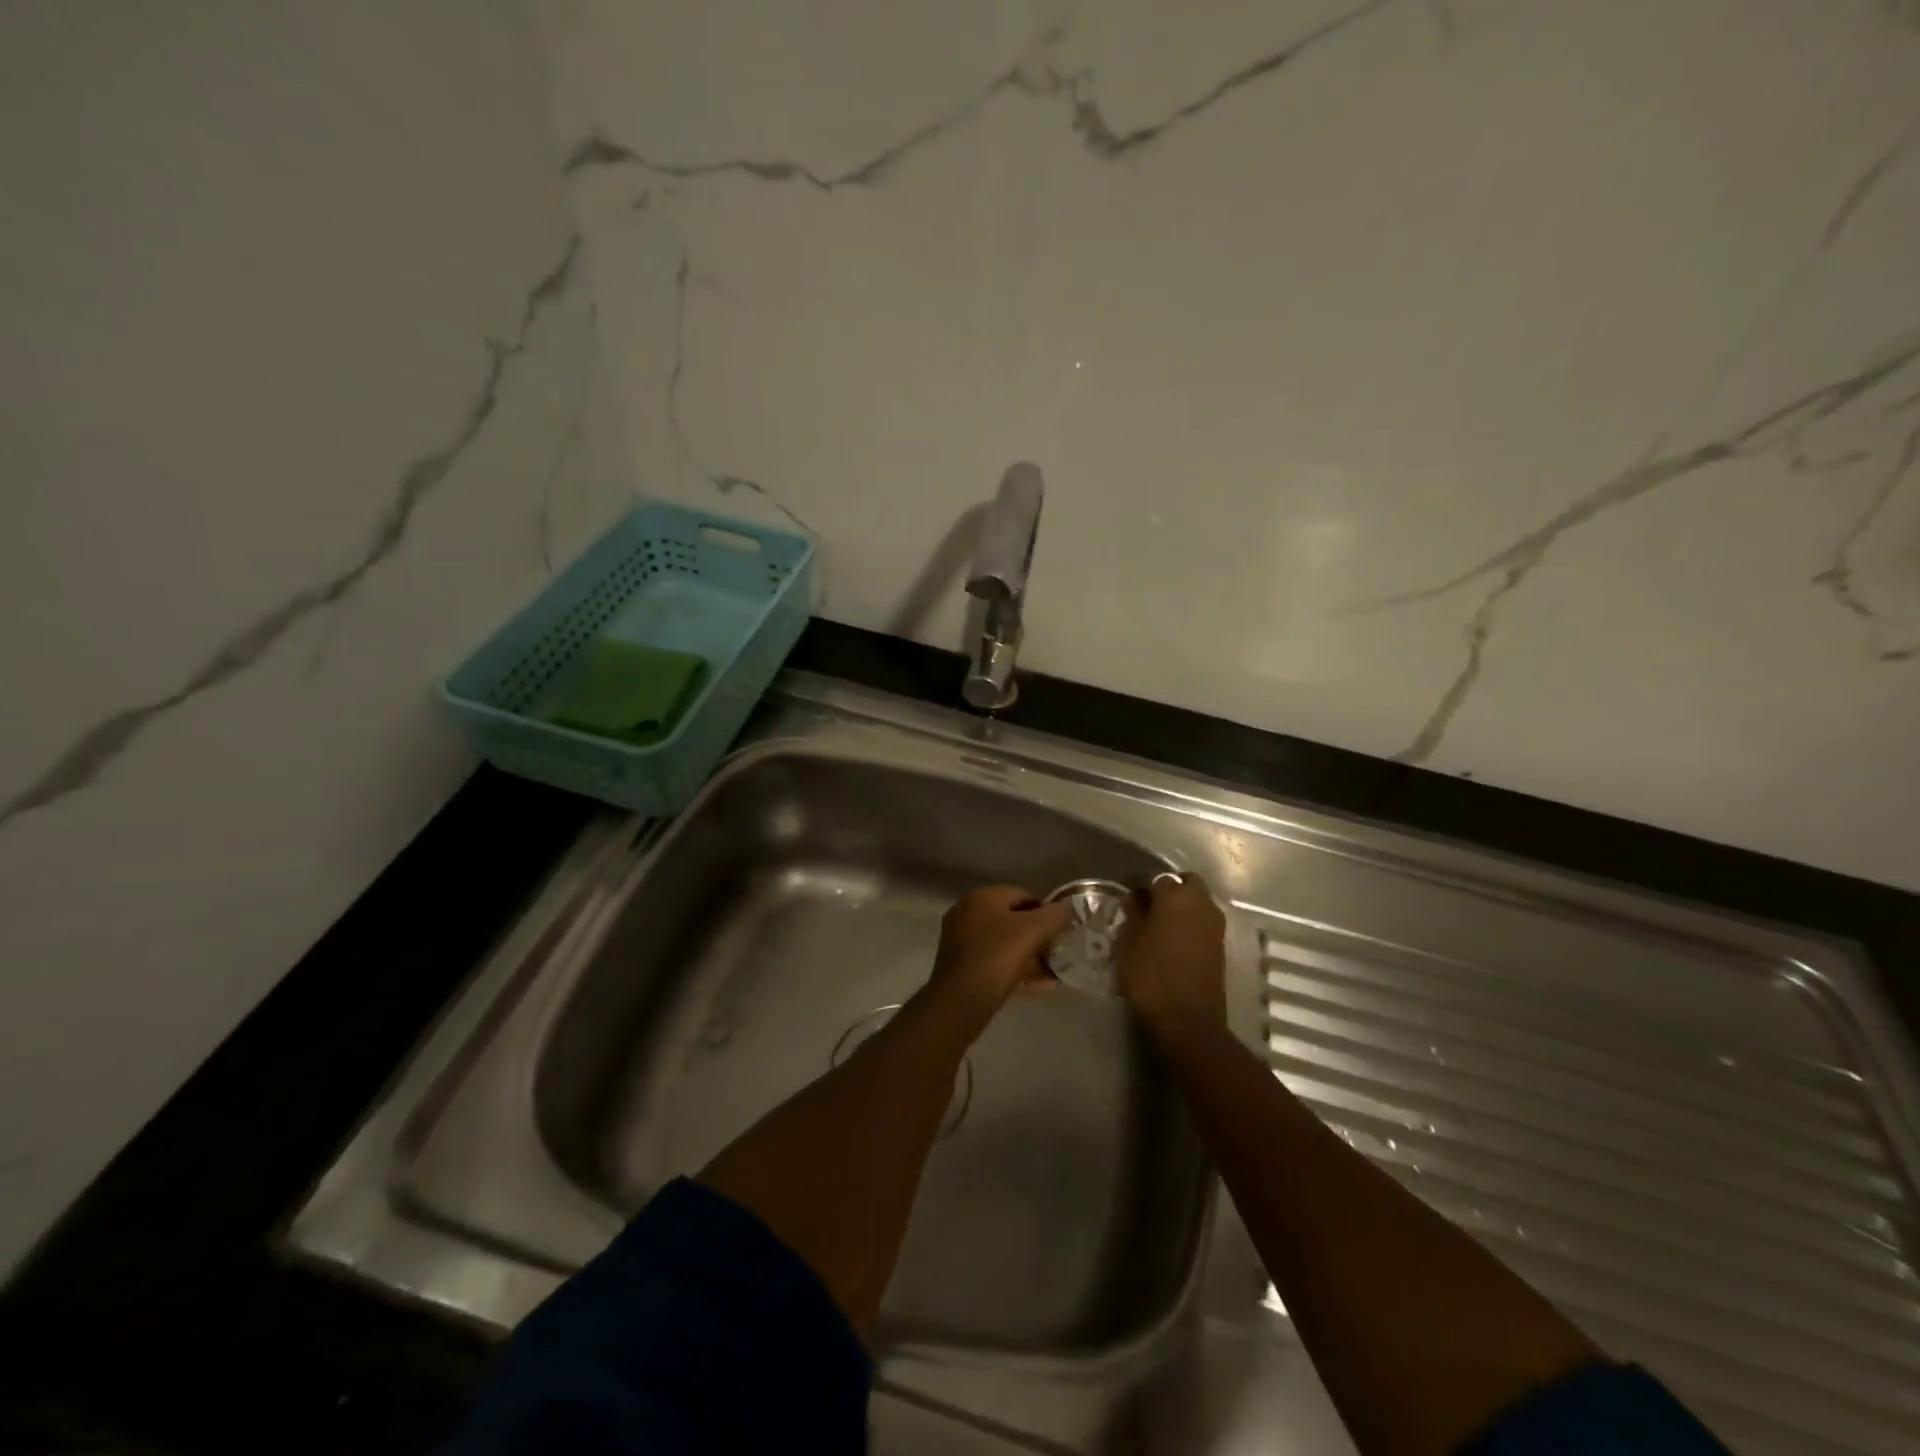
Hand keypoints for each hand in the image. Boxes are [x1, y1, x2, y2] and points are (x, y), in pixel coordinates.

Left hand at [928, 886, 1074, 1021]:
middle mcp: (968, 912)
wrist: (961, 998)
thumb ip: (1056, 915)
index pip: (1022, 894)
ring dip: (1028, 956)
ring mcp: (960, 939)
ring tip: (1051, 973)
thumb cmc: (998, 955)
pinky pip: (993, 961)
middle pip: (1012, 919)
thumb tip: (1069, 907)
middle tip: (1056, 953)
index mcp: (982, 896)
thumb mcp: (1034, 930)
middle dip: (1037, 936)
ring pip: (1003, 943)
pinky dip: (1014, 969)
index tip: (1061, 931)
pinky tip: (1036, 986)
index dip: (1046, 911)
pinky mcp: (960, 964)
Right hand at [1118, 872, 1226, 1034]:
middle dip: (1166, 889)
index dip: (1136, 884)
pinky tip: (1171, 938)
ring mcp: (1215, 923)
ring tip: (1157, 923)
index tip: (1124, 894)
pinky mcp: (1220, 943)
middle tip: (1146, 905)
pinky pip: (1202, 920)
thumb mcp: (1129, 942)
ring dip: (1180, 905)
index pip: (1153, 877)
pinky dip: (1189, 922)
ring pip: (1197, 901)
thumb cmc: (1151, 975)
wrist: (1188, 1019)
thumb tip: (1134, 899)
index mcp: (1176, 895)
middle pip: (1184, 882)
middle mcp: (1201, 901)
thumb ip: (1132, 914)